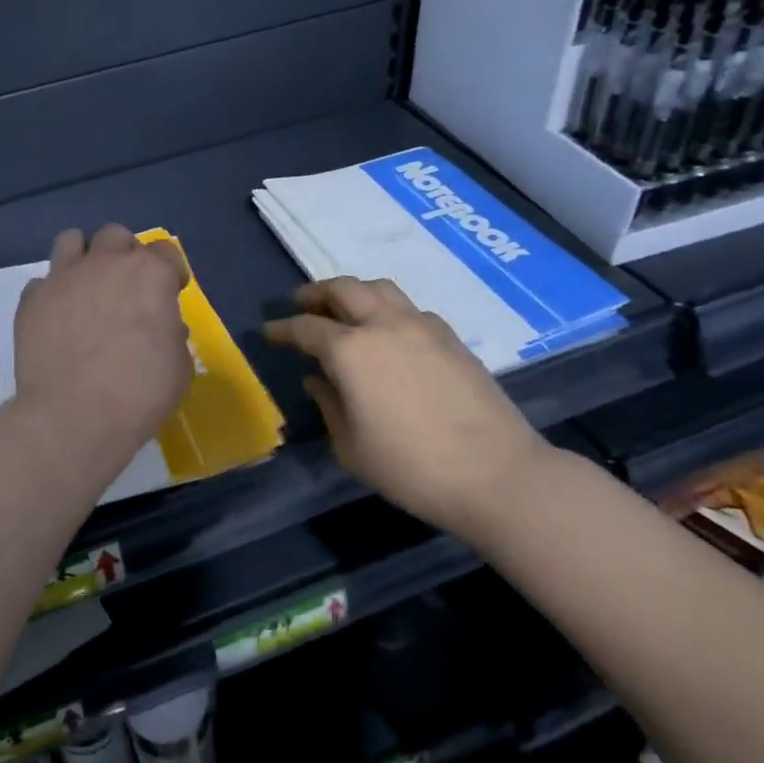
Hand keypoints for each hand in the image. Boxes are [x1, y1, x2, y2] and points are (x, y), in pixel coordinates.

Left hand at [14, 225, 193, 461]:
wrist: (74, 416)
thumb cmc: (140, 393)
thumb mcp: (179, 366)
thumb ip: (171, 335)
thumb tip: (162, 328)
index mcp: (149, 274)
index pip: (165, 251)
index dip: (170, 271)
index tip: (170, 293)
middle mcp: (105, 263)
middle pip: (116, 235)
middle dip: (124, 254)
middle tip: (126, 287)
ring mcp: (63, 277)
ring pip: (71, 240)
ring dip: (83, 257)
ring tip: (86, 287)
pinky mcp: (31, 300)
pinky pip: (42, 283)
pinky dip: (52, 295)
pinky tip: (57, 320)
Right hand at [263, 276, 555, 534]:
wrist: (495, 474)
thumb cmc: (410, 467)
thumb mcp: (350, 446)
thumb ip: (328, 404)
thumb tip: (317, 379)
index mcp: (350, 350)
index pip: (306, 328)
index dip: (282, 329)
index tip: (268, 332)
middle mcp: (384, 325)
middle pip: (344, 289)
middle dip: (316, 293)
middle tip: (301, 304)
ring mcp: (422, 326)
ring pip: (380, 289)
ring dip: (354, 292)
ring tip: (343, 310)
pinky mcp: (451, 338)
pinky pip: (409, 308)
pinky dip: (388, 310)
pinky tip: (388, 334)